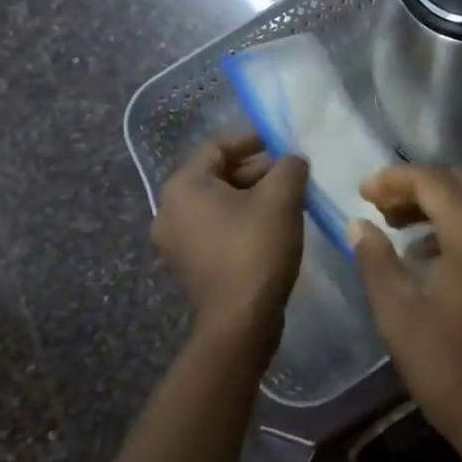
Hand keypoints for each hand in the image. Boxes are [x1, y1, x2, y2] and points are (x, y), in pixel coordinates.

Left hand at [151, 134, 307, 348]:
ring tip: (288, 200)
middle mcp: (168, 210)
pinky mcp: (188, 264)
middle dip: (257, 171)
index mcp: (183, 186)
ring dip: (252, 196)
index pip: (218, 146)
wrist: (240, 321)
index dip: (253, 140)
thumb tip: (292, 161)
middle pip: (217, 174)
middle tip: (292, 176)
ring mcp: (175, 241)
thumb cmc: (256, 247)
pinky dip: (241, 220)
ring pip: (218, 203)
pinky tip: (272, 227)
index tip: (284, 145)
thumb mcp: (282, 197)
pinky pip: (215, 227)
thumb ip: (289, 167)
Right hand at [349, 165, 461, 461]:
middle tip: (376, 205)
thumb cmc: (450, 369)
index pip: (433, 181)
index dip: (394, 178)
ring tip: (393, 223)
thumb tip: (357, 224)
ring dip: (433, 203)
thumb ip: (375, 262)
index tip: (361, 192)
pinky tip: (424, 251)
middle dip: (414, 185)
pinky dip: (452, 223)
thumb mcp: (399, 316)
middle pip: (456, 183)